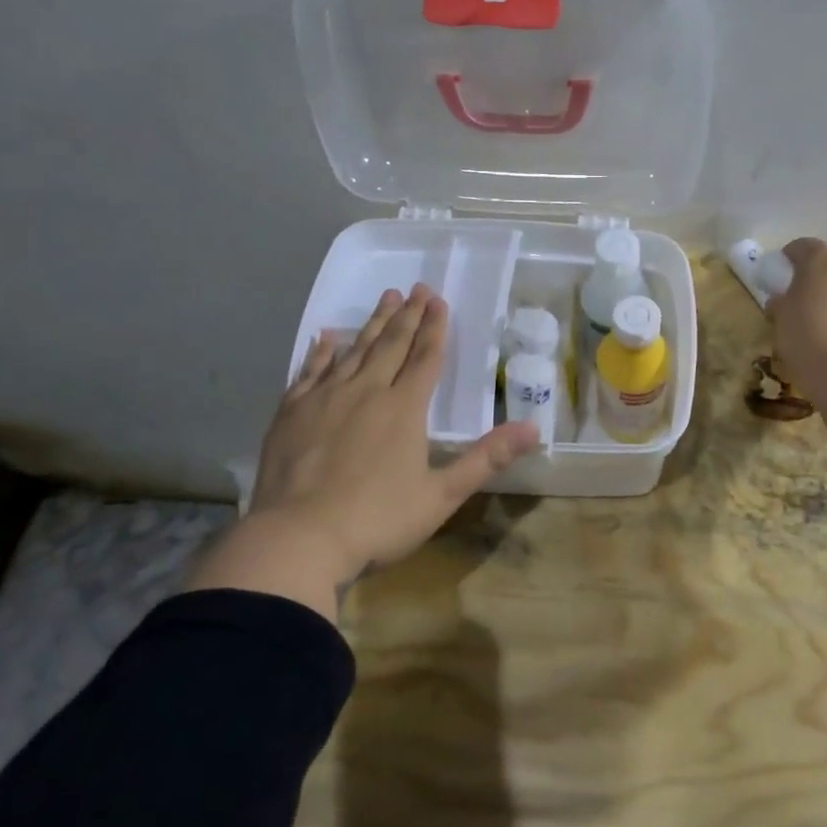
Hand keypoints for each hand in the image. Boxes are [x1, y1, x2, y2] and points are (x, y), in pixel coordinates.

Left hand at [185, 283, 539, 621]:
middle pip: (392, 345)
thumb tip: (534, 428)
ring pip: (355, 350)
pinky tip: (327, 336)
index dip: (435, 327)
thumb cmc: (378, 520)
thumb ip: (486, 458)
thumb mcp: (442, 495)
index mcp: (404, 409)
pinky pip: (310, 370)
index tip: (438, 299)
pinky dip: (321, 351)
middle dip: (408, 315)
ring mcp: (326, 398)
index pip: (426, 358)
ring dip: (373, 323)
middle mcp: (366, 391)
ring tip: (386, 298)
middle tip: (416, 287)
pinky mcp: (292, 412)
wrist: (298, 539)